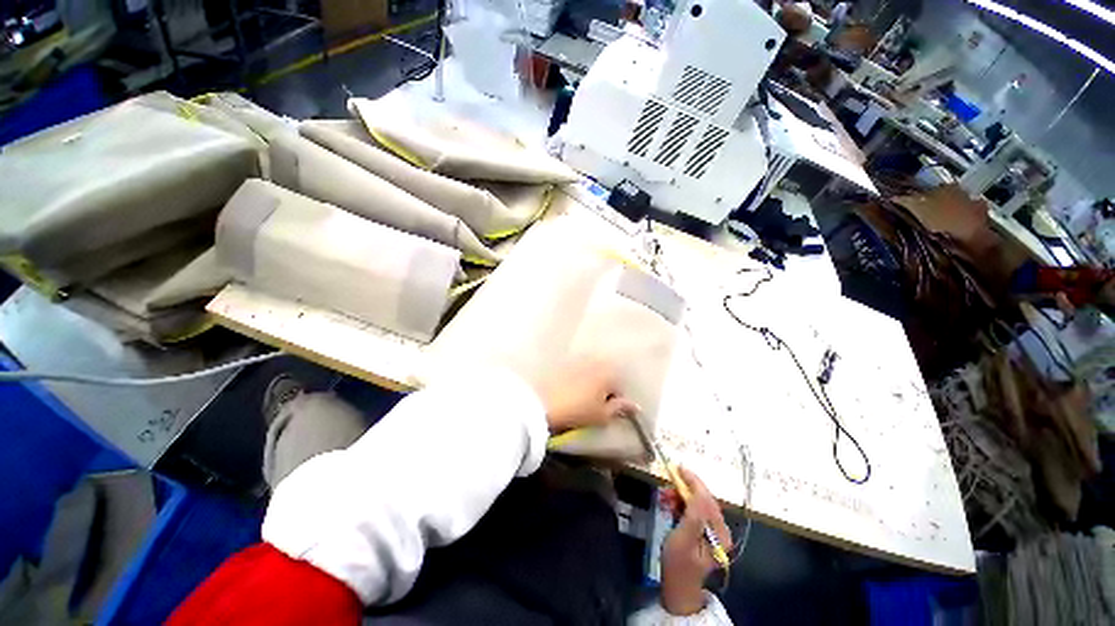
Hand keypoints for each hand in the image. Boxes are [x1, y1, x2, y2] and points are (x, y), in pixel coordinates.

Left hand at [535, 359, 639, 432]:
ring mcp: (578, 359)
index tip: (606, 412)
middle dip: (603, 389)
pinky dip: (577, 379)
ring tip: (580, 399)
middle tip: (594, 406)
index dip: (615, 402)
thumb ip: (619, 409)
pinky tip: (569, 391)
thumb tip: (635, 406)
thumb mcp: (601, 415)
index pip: (620, 387)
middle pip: (606, 376)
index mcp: (609, 372)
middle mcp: (596, 360)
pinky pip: (576, 371)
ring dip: (590, 383)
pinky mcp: (563, 362)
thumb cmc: (577, 411)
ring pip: (591, 372)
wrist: (542, 403)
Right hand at [659, 467, 731, 615]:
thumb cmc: (678, 565)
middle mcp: (720, 529)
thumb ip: (692, 516)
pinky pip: (693, 508)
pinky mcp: (703, 529)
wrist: (678, 587)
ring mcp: (712, 529)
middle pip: (703, 498)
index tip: (678, 468)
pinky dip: (681, 502)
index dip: (693, 482)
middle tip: (667, 483)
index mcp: (719, 533)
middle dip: (684, 488)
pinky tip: (670, 503)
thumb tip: (696, 492)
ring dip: (681, 495)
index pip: (707, 499)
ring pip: (697, 501)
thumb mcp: (682, 540)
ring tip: (665, 496)